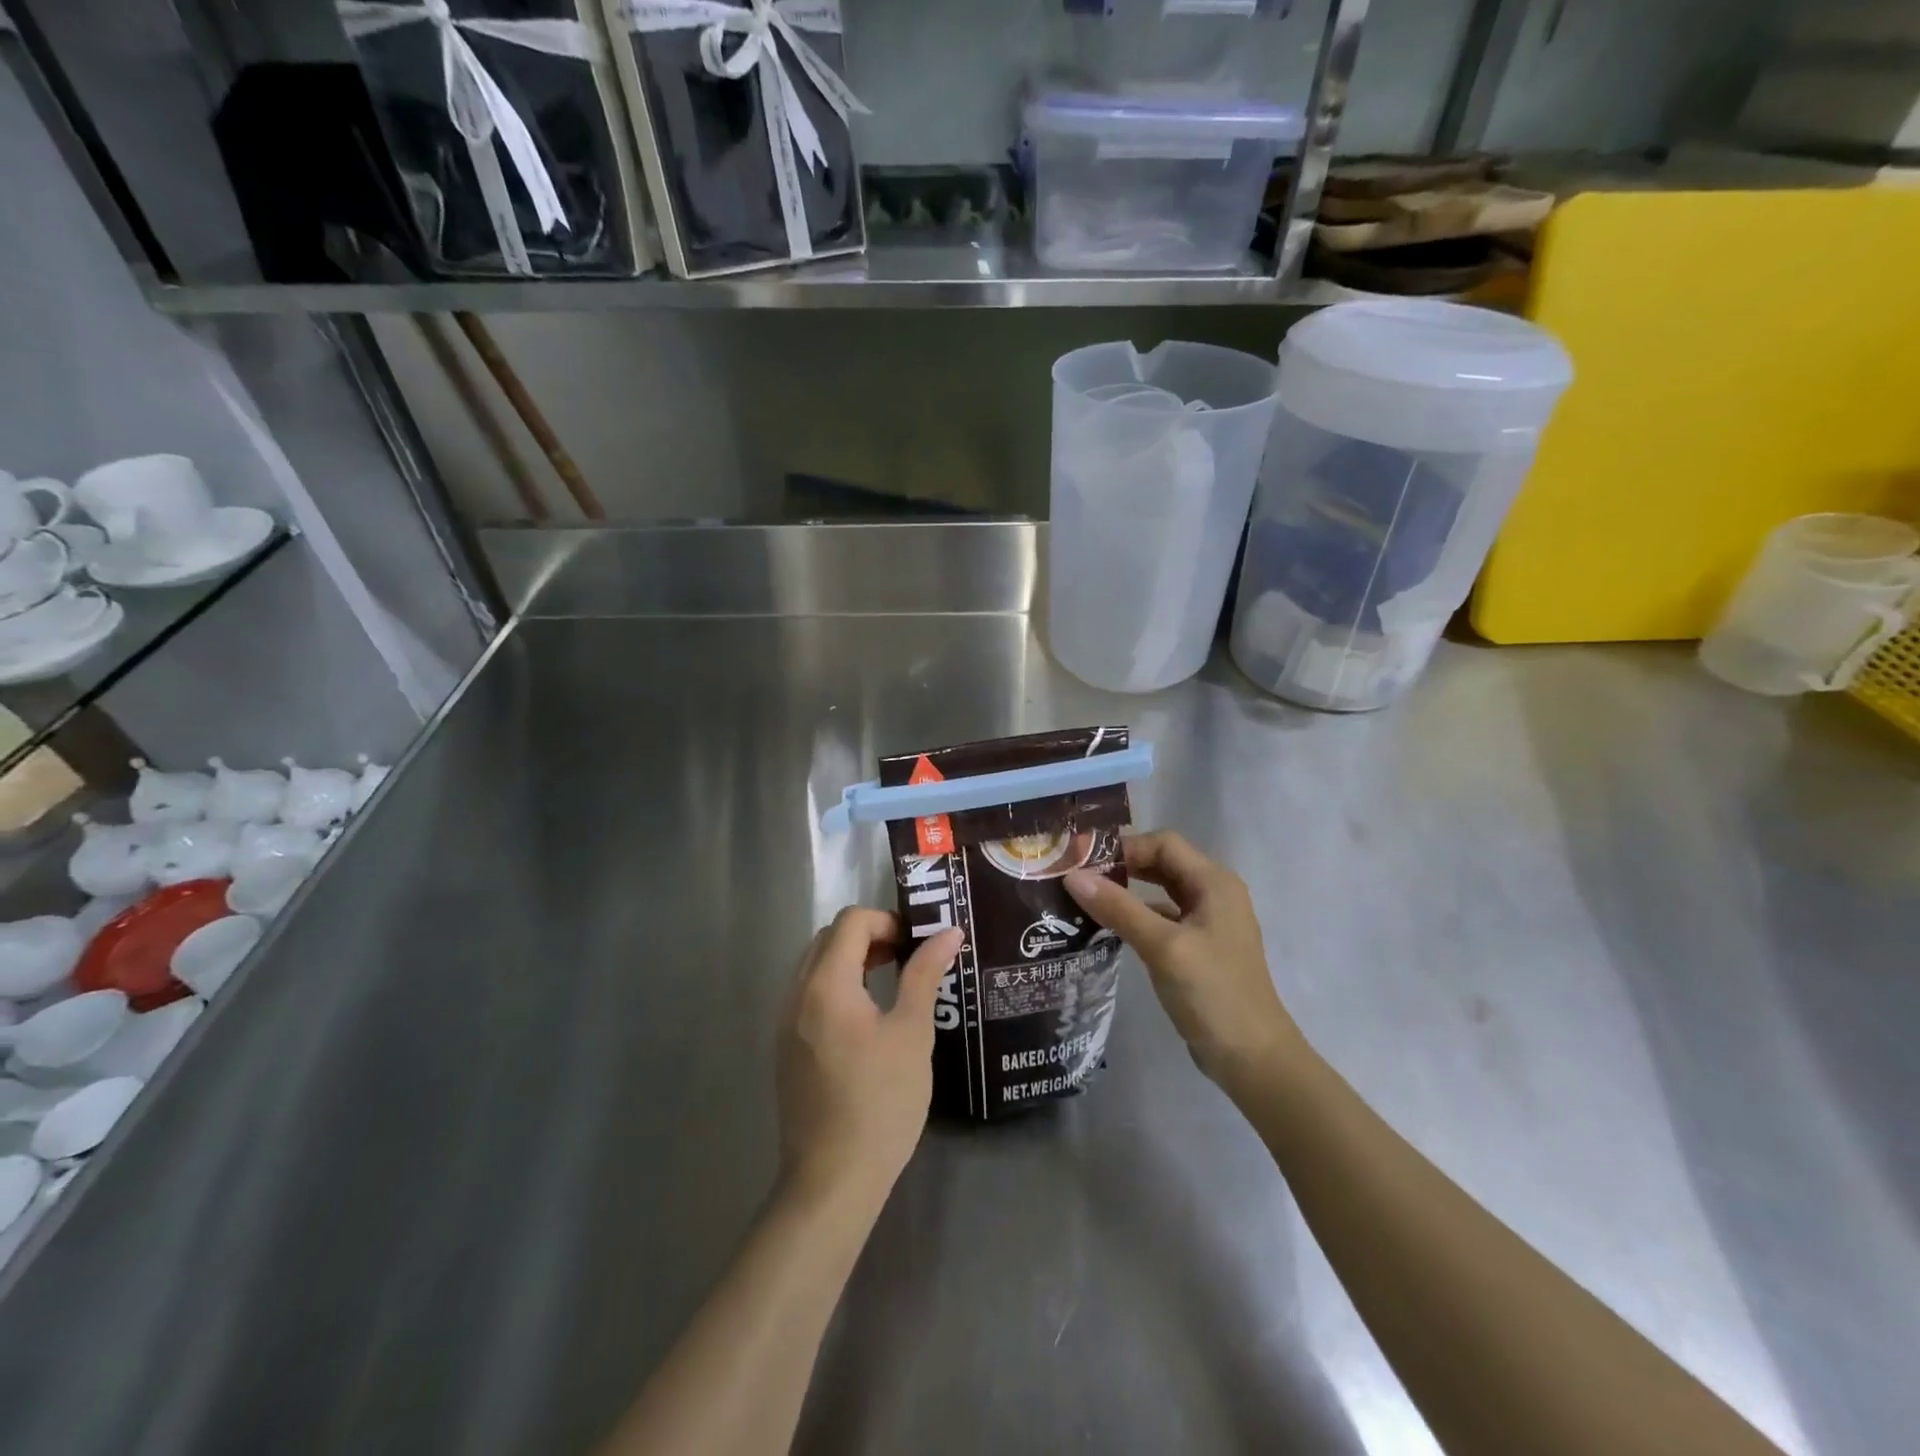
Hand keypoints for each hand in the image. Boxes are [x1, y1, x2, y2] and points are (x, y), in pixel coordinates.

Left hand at [777, 908, 963, 1207]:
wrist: (832, 1180)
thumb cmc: (880, 1102)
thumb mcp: (912, 1033)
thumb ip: (924, 974)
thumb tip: (948, 933)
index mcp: (826, 984)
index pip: (851, 921)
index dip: (887, 921)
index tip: (917, 945)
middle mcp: (797, 994)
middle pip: (829, 938)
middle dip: (870, 936)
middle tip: (907, 959)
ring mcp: (785, 1022)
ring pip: (816, 965)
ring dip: (852, 960)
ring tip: (890, 983)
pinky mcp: (786, 1047)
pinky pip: (809, 994)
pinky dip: (837, 986)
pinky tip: (866, 1018)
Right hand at [1066, 832, 1302, 1091]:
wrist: (1253, 1060)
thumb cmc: (1213, 993)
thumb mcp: (1163, 946)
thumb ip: (1118, 908)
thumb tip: (1073, 876)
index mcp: (1215, 883)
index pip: (1164, 844)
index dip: (1124, 847)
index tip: (1083, 861)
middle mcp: (1214, 894)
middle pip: (1162, 864)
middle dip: (1122, 866)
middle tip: (1078, 876)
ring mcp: (1208, 923)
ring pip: (1161, 892)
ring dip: (1127, 892)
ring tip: (1085, 899)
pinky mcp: (1199, 949)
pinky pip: (1163, 919)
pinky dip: (1136, 918)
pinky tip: (1108, 930)